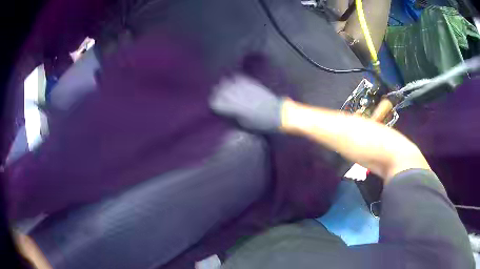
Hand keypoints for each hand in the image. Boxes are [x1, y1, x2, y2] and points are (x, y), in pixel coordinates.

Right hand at [209, 75, 282, 131]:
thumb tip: (225, 109)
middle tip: (218, 97)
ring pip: (226, 81)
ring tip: (225, 89)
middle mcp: (237, 95)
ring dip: (224, 85)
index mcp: (234, 108)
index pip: (216, 102)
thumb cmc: (261, 123)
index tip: (215, 106)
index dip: (214, 104)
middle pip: (219, 90)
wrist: (278, 114)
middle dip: (217, 94)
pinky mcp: (251, 83)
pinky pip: (238, 77)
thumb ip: (232, 115)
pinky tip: (234, 83)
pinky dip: (234, 79)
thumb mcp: (244, 124)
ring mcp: (244, 87)